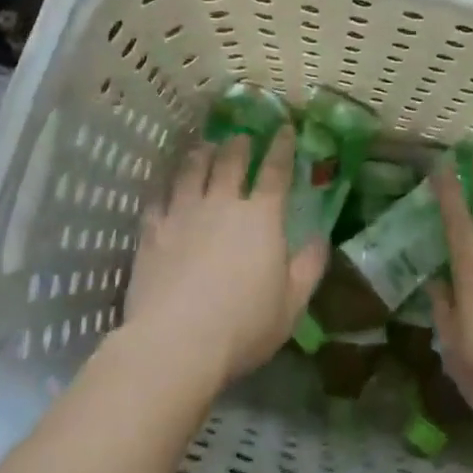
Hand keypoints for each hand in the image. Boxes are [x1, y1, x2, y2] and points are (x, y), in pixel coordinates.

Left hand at [122, 128, 327, 393]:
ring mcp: (183, 215)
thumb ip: (309, 267)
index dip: (281, 148)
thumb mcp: (292, 304)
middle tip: (241, 134)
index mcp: (261, 218)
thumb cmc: (244, 326)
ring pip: (191, 172)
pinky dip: (164, 187)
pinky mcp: (152, 233)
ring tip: (204, 147)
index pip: (275, 172)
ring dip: (201, 155)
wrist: (177, 343)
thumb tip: (320, 238)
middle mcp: (222, 205)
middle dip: (239, 144)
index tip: (283, 129)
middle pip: (230, 162)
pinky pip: (158, 199)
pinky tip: (165, 186)